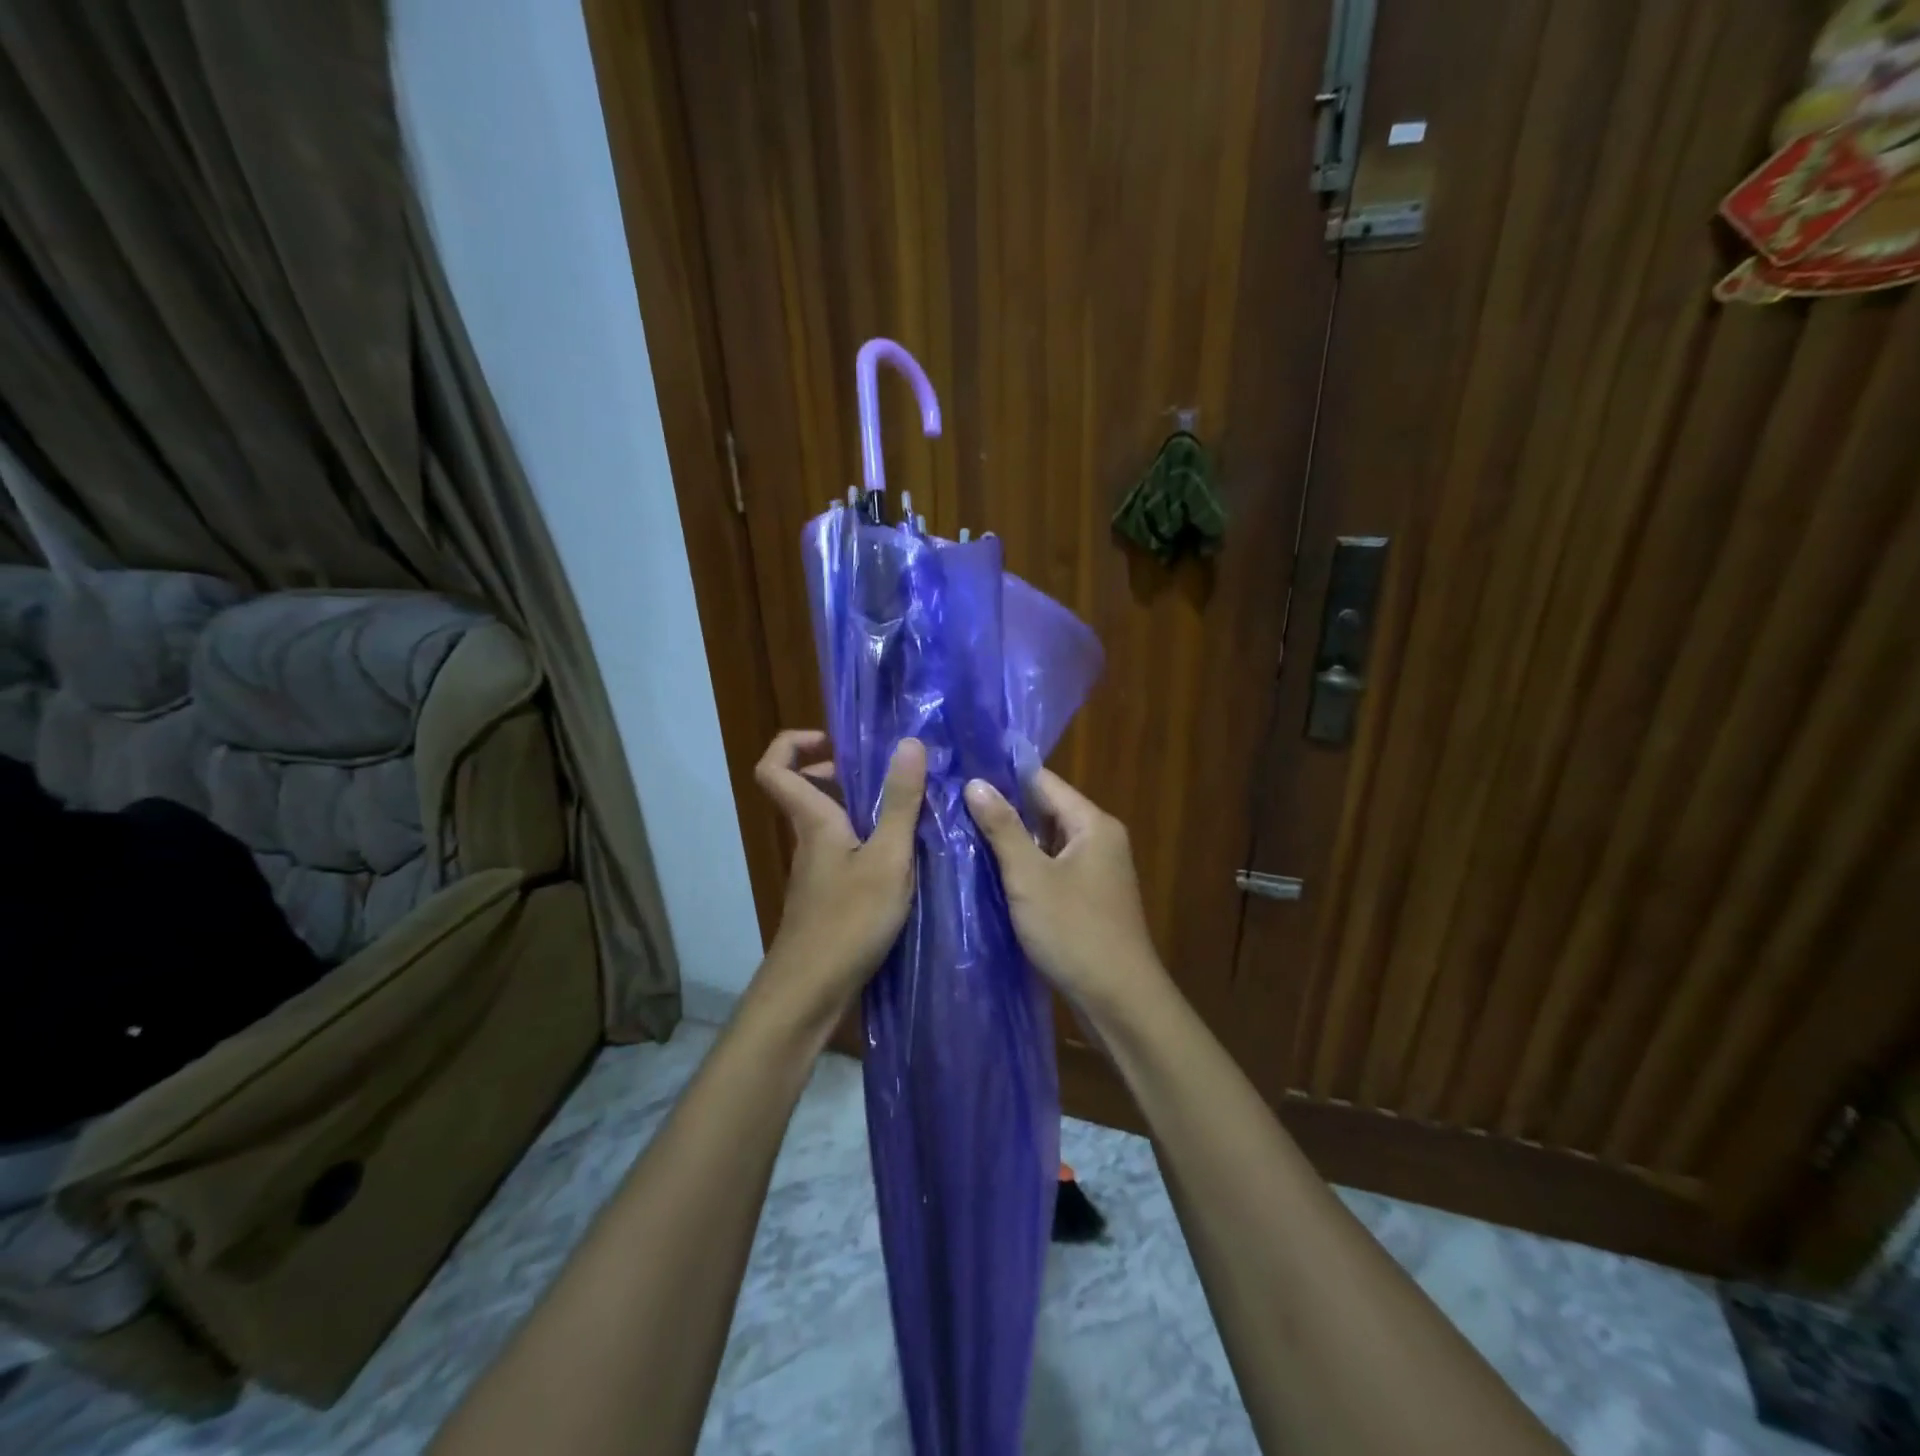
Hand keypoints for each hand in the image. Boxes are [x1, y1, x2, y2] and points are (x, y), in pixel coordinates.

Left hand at [752, 730, 926, 1026]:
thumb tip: (909, 742)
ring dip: (859, 808)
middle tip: (883, 774)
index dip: (793, 743)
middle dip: (837, 772)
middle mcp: (808, 841)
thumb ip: (900, 803)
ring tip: (907, 811)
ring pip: (828, 823)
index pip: (774, 767)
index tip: (834, 741)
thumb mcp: (887, 858)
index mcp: (814, 821)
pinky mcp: (827, 897)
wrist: (812, 992)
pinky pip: (842, 851)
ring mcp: (815, 872)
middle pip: (804, 791)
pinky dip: (866, 841)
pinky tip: (902, 859)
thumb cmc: (849, 921)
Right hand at [964, 769, 1168, 1019]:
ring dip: (1012, 842)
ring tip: (962, 834)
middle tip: (953, 805)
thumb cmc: (1074, 931)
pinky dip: (1025, 868)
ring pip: (1046, 843)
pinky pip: (1051, 869)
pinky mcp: (1088, 898)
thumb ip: (1003, 828)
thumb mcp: (1030, 877)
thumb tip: (976, 782)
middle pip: (1045, 811)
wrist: (1119, 1000)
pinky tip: (990, 873)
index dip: (1003, 776)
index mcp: (1093, 824)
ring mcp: (1096, 871)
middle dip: (1003, 810)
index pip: (1043, 782)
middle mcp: (1100, 839)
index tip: (961, 773)